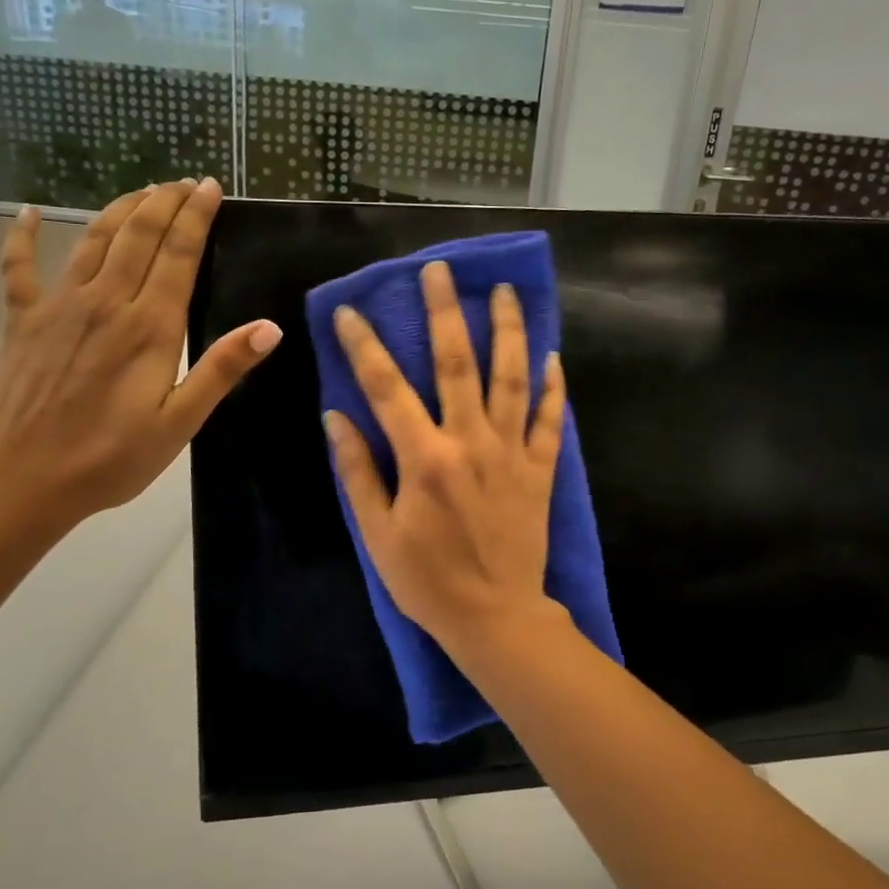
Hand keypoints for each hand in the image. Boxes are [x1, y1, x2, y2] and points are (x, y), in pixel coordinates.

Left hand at [0, 178, 279, 532]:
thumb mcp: (179, 423)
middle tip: (184, 181)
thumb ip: (221, 369)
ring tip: (142, 191)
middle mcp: (106, 302)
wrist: (20, 481)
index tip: (210, 187)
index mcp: (149, 327)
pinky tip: (28, 213)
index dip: (196, 217)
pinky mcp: (20, 321)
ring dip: (120, 209)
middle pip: (139, 235)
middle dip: (164, 202)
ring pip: (93, 240)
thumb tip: (269, 327)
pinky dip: (23, 236)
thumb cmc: (110, 459)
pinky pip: (18, 267)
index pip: (179, 255)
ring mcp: (58, 307)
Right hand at [325, 260, 566, 653]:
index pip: (387, 388)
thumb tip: (336, 417)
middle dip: (446, 312)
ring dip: (508, 331)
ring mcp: (511, 453)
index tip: (350, 312)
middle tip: (441, 270)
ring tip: (506, 292)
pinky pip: (549, 420)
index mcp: (425, 459)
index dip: (365, 346)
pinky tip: (552, 355)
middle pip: (457, 364)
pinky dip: (552, 387)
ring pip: (511, 379)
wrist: (495, 618)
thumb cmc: (428, 581)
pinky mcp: (540, 470)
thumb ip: (358, 472)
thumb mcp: (378, 533)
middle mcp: (470, 443)